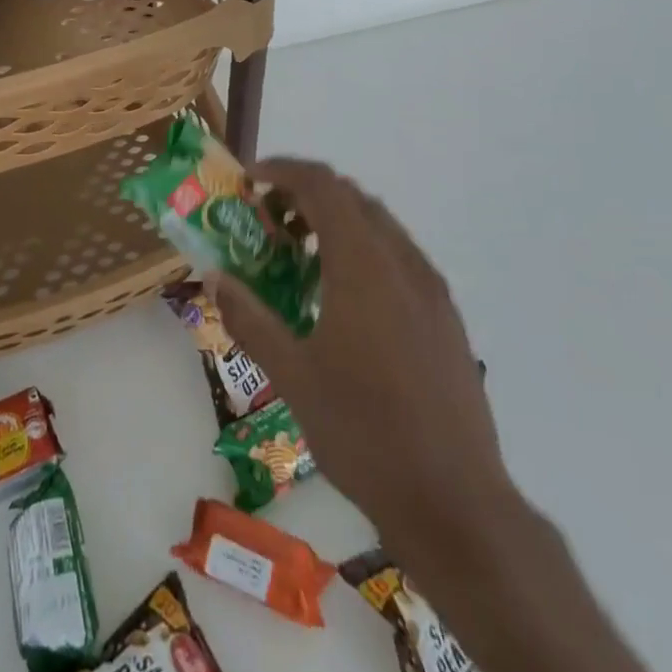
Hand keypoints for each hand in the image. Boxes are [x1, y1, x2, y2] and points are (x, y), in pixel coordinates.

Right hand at [211, 159, 513, 549]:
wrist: (455, 501)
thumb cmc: (364, 432)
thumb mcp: (292, 375)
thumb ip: (251, 318)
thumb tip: (215, 278)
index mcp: (363, 263)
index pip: (322, 185)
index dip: (283, 170)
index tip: (250, 180)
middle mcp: (402, 261)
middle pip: (352, 197)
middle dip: (306, 194)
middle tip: (269, 220)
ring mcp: (431, 288)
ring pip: (379, 225)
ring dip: (337, 222)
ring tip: (301, 257)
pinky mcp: (447, 317)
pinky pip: (399, 257)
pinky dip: (364, 250)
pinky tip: (345, 299)